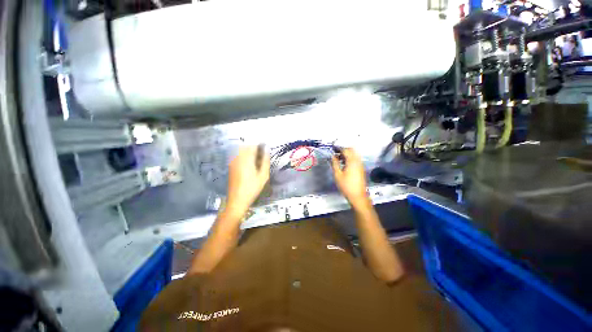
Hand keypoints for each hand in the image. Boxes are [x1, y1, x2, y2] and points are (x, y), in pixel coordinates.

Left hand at [226, 146, 269, 217]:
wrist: (237, 200)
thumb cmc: (252, 188)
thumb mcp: (263, 176)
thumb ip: (265, 161)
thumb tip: (267, 150)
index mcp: (246, 159)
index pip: (252, 145)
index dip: (260, 144)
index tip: (265, 146)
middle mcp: (238, 158)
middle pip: (245, 146)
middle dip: (254, 147)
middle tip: (261, 154)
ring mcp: (233, 162)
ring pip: (241, 150)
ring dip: (249, 151)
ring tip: (256, 159)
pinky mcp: (231, 166)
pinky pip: (237, 155)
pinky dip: (244, 156)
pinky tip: (250, 164)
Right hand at [331, 148, 368, 205]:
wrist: (358, 196)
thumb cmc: (346, 185)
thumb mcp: (337, 174)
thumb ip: (334, 163)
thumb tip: (332, 156)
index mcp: (352, 161)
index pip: (345, 150)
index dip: (338, 148)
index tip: (332, 148)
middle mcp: (357, 161)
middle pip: (351, 150)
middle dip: (343, 150)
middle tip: (335, 153)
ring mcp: (360, 165)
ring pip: (354, 155)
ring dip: (346, 154)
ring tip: (338, 159)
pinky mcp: (361, 169)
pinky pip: (355, 159)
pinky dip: (349, 159)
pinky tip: (343, 164)